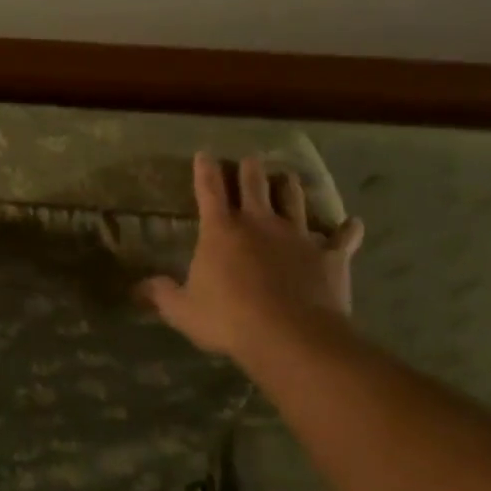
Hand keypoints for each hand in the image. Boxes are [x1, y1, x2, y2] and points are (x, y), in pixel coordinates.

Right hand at [139, 154, 363, 359]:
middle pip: (255, 184)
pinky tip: (352, 224)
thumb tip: (137, 287)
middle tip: (249, 161)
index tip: (205, 154)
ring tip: (288, 178)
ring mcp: (298, 236)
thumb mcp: (182, 310)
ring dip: (290, 187)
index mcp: (221, 231)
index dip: (205, 170)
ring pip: (295, 199)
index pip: (210, 190)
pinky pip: (342, 238)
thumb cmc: (227, 319)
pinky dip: (347, 231)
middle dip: (250, 170)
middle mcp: (259, 223)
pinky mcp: (330, 256)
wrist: (289, 336)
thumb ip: (161, 294)